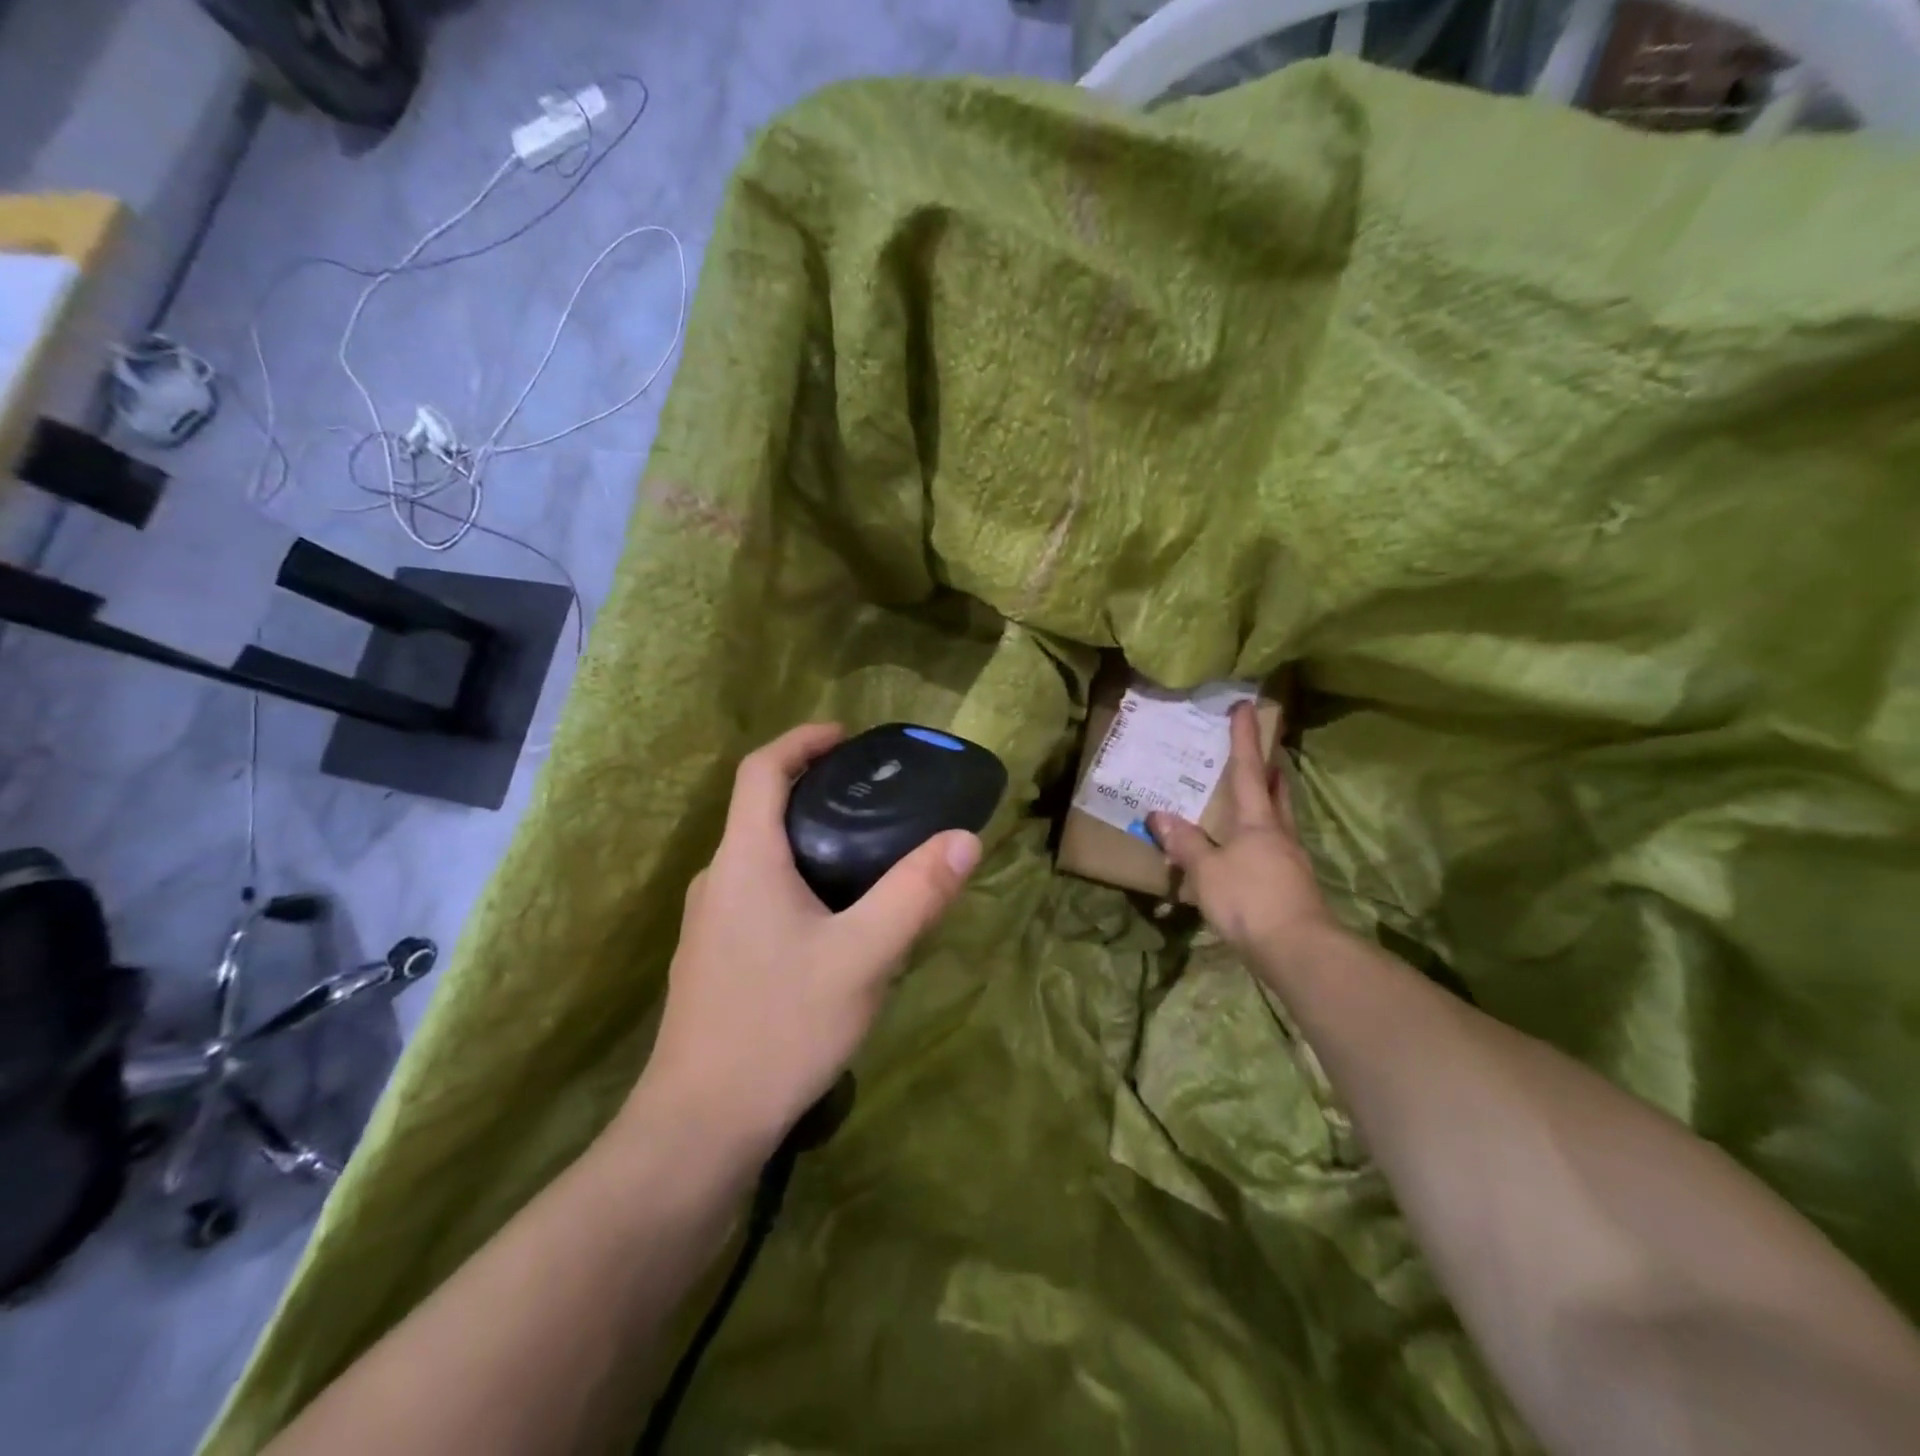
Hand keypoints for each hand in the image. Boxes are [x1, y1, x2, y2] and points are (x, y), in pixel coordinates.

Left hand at [630, 723, 980, 1163]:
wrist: (699, 1127)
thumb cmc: (780, 1027)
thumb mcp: (863, 957)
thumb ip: (915, 895)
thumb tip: (964, 839)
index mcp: (745, 860)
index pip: (761, 769)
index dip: (802, 740)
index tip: (848, 737)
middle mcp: (718, 879)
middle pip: (761, 809)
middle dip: (813, 788)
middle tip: (874, 796)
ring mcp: (710, 922)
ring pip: (760, 856)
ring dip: (806, 837)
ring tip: (865, 852)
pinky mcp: (714, 958)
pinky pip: (757, 893)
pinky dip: (796, 878)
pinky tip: (834, 919)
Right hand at [1147, 701, 1336, 960]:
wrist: (1298, 949)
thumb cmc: (1249, 899)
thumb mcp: (1206, 871)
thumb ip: (1185, 843)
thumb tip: (1159, 815)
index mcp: (1257, 821)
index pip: (1248, 771)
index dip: (1244, 739)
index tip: (1246, 707)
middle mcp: (1279, 834)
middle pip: (1276, 792)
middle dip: (1268, 770)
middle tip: (1262, 753)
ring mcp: (1290, 860)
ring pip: (1280, 819)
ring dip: (1270, 802)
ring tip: (1256, 796)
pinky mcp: (1293, 886)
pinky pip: (1275, 849)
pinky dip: (1263, 837)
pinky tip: (1250, 850)